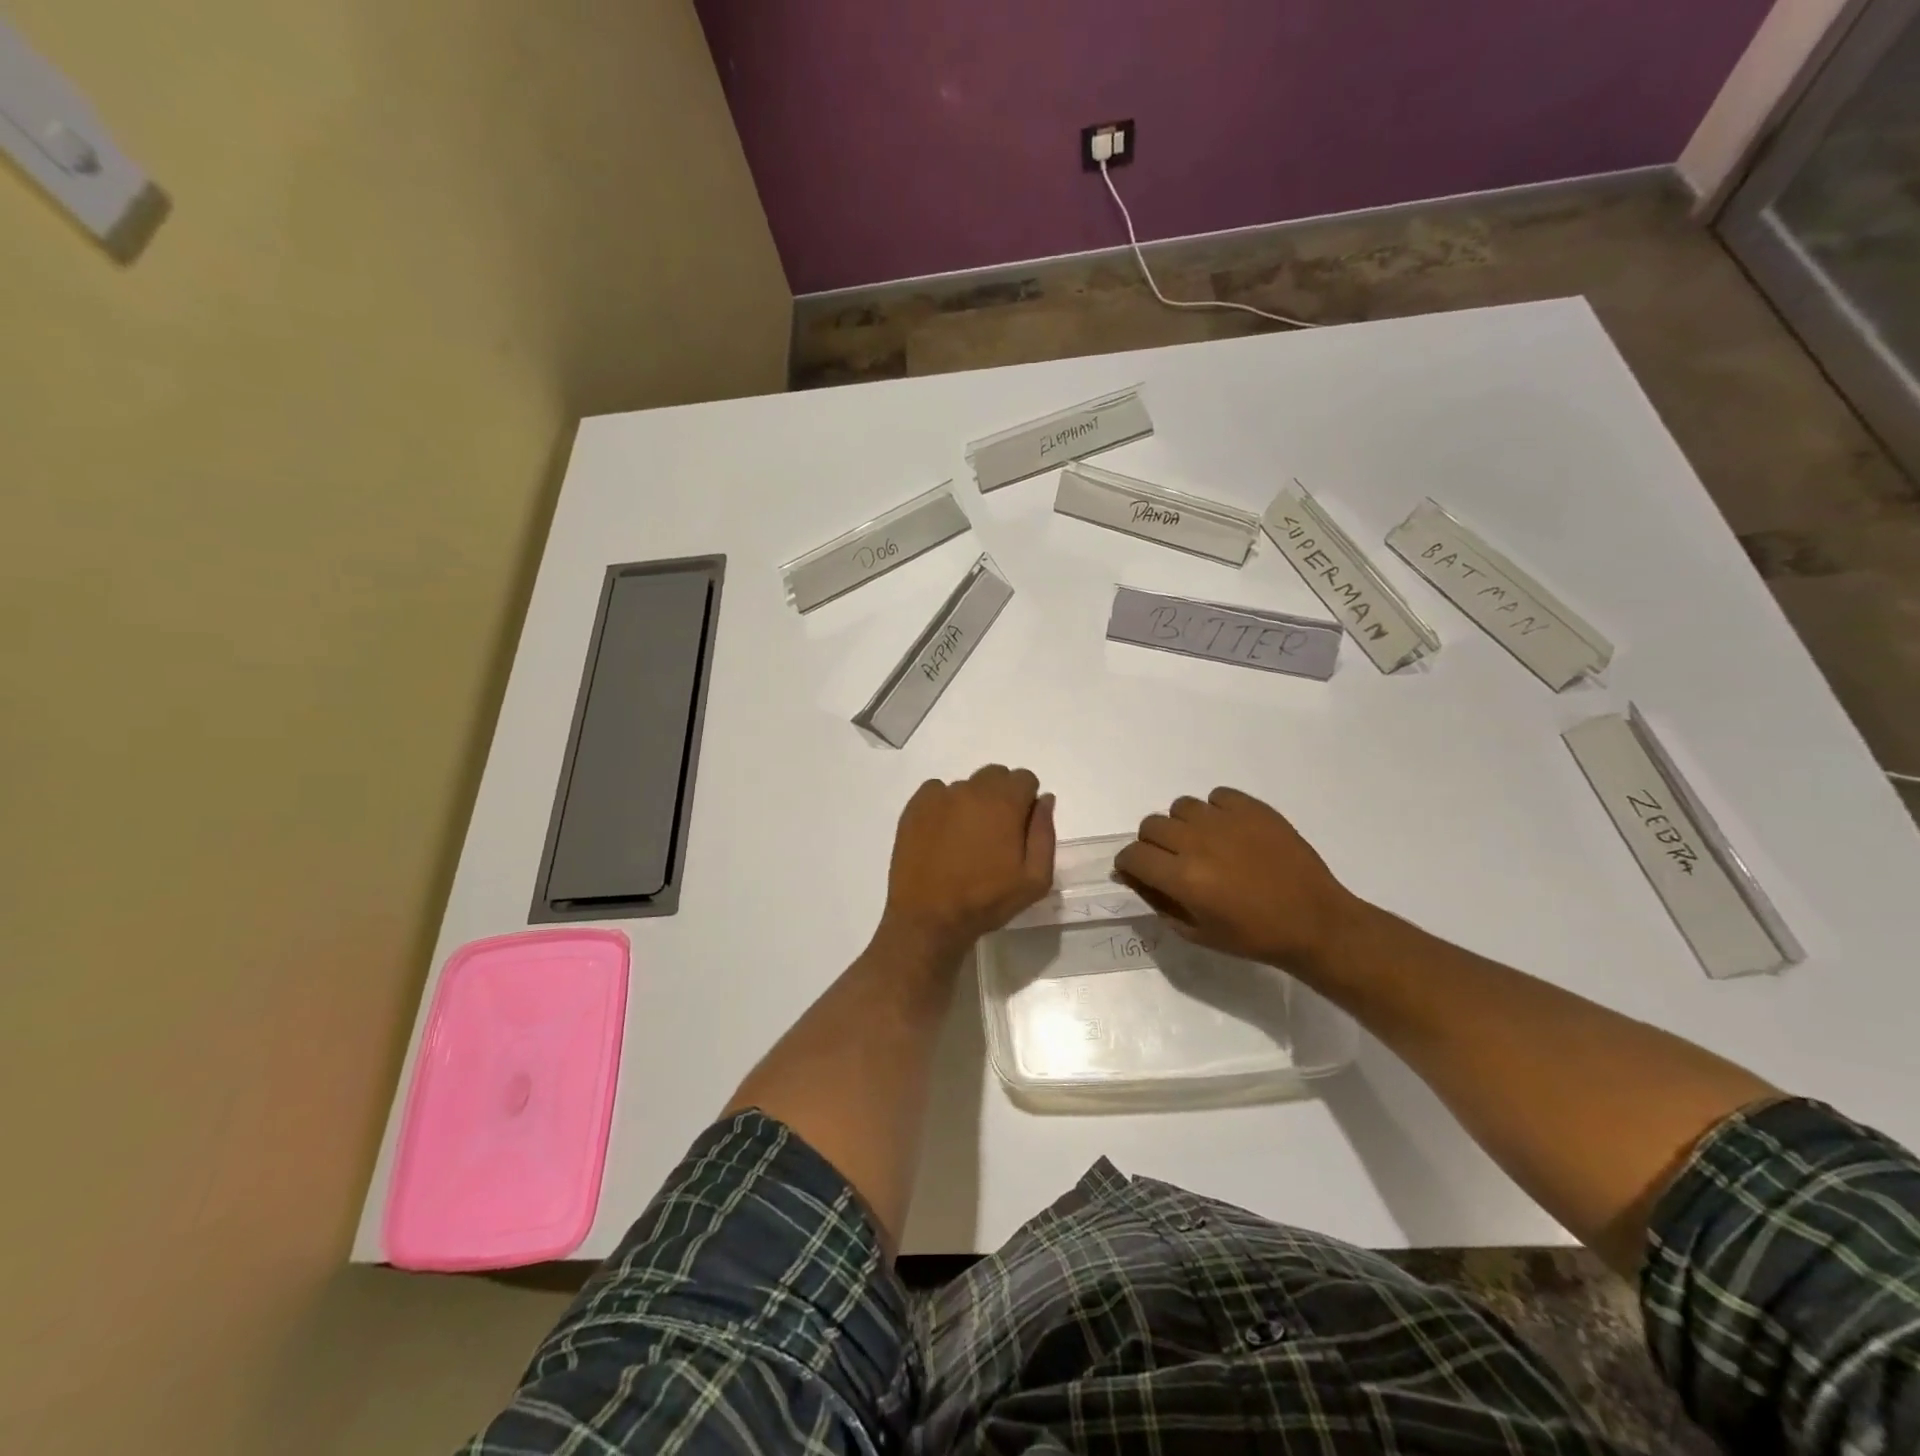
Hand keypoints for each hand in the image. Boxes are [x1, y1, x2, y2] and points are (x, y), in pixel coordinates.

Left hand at [881, 765, 1055, 960]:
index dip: (1026, 801)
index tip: (1020, 827)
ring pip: (966, 786)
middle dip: (1001, 796)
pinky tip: (942, 834)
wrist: (929, 917)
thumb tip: (1044, 800)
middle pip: (995, 776)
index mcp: (1004, 803)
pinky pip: (936, 792)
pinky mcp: (915, 807)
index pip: (1024, 778)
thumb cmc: (987, 900)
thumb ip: (1044, 833)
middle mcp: (972, 789)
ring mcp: (940, 796)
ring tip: (965, 839)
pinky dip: (943, 805)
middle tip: (995, 832)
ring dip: (972, 802)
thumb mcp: (1035, 878)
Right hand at [1114, 787, 1360, 971]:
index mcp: (1182, 878)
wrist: (1314, 921)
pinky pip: (1217, 796)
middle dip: (1152, 844)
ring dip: (1183, 826)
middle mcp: (1197, 843)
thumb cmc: (1253, 937)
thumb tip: (1134, 877)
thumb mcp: (1195, 932)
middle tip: (1172, 861)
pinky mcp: (1252, 808)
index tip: (1138, 872)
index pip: (1133, 855)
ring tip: (1204, 844)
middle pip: (1150, 826)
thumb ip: (1158, 902)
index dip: (1129, 864)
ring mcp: (1226, 821)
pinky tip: (1230, 832)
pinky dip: (1215, 810)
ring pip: (1181, 807)